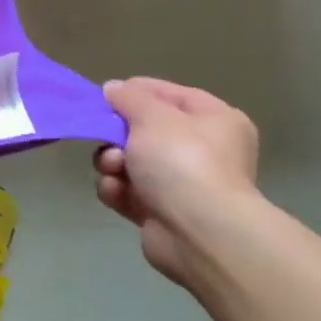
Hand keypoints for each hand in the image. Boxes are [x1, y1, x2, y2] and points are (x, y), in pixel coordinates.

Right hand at [95, 78, 259, 285]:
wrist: (198, 232)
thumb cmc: (182, 161)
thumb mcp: (153, 116)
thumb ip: (129, 98)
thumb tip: (114, 88)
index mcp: (214, 121)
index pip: (170, 94)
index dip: (137, 91)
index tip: (106, 95)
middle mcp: (202, 151)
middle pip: (144, 130)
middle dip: (117, 134)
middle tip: (106, 137)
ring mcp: (181, 184)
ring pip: (130, 161)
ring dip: (112, 163)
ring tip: (114, 170)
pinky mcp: (160, 212)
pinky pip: (127, 191)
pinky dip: (118, 190)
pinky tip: (118, 192)